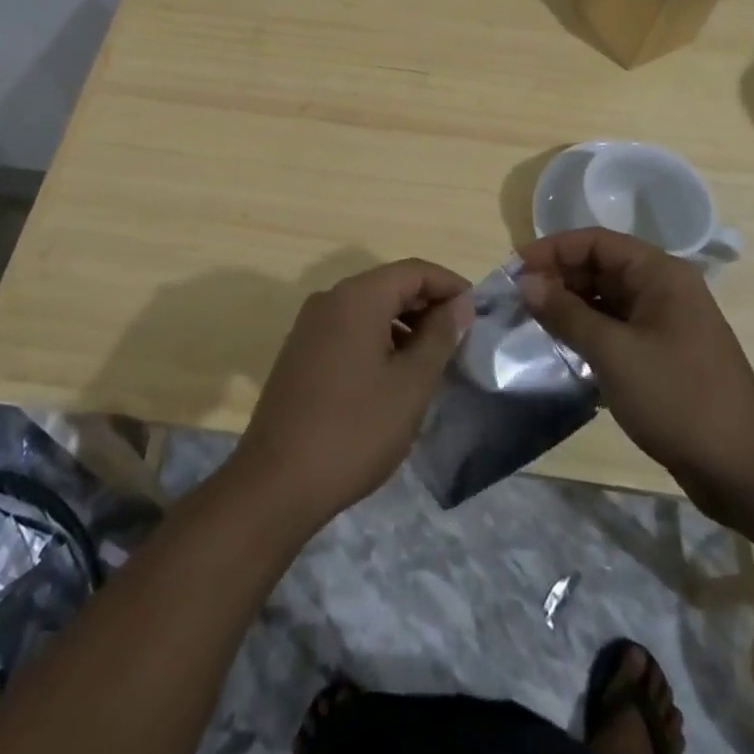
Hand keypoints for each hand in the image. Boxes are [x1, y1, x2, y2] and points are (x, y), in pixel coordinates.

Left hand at [232, 259, 473, 529]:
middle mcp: (330, 299)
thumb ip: (439, 337)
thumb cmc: (354, 430)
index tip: (477, 313)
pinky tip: (393, 375)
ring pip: (368, 308)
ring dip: (403, 324)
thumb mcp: (410, 385)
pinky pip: (348, 329)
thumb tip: (459, 304)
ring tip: (432, 360)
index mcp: (357, 297)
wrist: (276, 482)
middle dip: (427, 305)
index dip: (449, 285)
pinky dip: (378, 339)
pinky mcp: (300, 352)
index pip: (413, 270)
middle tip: (460, 339)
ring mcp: (310, 325)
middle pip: (389, 285)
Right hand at [518, 228, 753, 520]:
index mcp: (659, 273)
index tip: (514, 270)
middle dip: (557, 277)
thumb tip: (526, 282)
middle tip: (516, 300)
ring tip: (530, 321)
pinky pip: (614, 326)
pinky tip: (560, 345)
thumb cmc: (679, 398)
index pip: (596, 242)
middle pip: (599, 267)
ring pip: (604, 298)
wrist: (746, 471)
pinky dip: (586, 330)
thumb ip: (566, 314)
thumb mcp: (614, 353)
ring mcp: (663, 322)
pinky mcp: (660, 353)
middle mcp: (662, 288)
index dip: (552, 250)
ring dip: (568, 305)